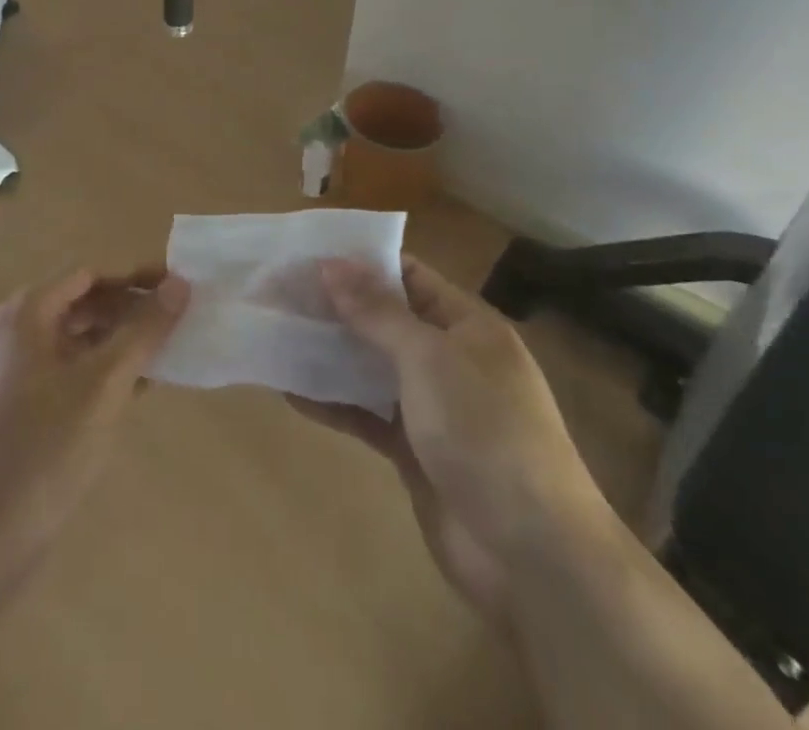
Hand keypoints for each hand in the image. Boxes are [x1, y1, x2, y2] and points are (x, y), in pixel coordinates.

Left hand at [0, 267, 189, 546]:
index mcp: (27, 313)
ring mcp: (11, 372)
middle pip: (81, 303)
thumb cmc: (47, 447)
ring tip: (164, 354)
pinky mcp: (16, 407)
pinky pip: (66, 370)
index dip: (134, 278)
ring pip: (75, 339)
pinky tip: (136, 389)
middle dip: (128, 310)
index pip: (90, 274)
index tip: (176, 289)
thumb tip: (180, 283)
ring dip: (118, 341)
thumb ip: (144, 329)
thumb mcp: (105, 383)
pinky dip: (100, 370)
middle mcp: (14, 332)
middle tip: (175, 323)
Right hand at [292, 258, 606, 613]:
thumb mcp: (429, 358)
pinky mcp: (414, 450)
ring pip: (372, 366)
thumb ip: (377, 312)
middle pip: (385, 320)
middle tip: (279, 293)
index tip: (308, 254)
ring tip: (277, 334)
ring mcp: (432, 407)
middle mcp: (449, 358)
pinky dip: (333, 402)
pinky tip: (290, 392)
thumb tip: (331, 265)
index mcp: (466, 325)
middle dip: (337, 307)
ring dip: (330, 352)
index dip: (361, 262)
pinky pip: (366, 414)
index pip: (409, 276)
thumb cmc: (485, 430)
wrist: (531, 554)